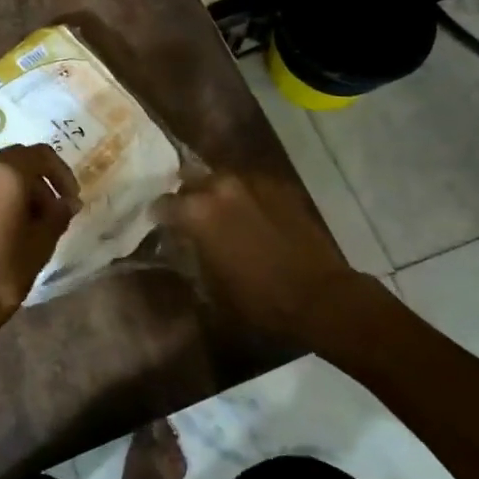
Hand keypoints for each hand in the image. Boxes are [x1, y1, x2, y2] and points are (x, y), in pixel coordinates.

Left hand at [0, 144, 79, 342]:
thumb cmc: (3, 272)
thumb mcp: (41, 244)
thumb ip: (58, 214)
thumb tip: (67, 202)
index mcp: (5, 174)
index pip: (41, 154)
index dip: (62, 173)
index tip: (70, 199)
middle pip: (16, 161)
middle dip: (39, 181)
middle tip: (53, 211)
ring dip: (17, 190)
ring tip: (29, 224)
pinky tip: (3, 230)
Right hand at [161, 172, 398, 342]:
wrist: (319, 295)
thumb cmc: (258, 300)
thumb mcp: (210, 288)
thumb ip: (190, 257)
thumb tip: (182, 246)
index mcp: (196, 211)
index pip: (162, 204)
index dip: (159, 217)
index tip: (161, 227)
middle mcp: (219, 186)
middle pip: (189, 179)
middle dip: (187, 196)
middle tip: (190, 216)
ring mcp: (252, 181)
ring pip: (221, 178)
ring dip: (216, 193)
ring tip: (221, 213)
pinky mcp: (279, 186)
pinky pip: (251, 184)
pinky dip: (245, 196)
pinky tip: (251, 216)